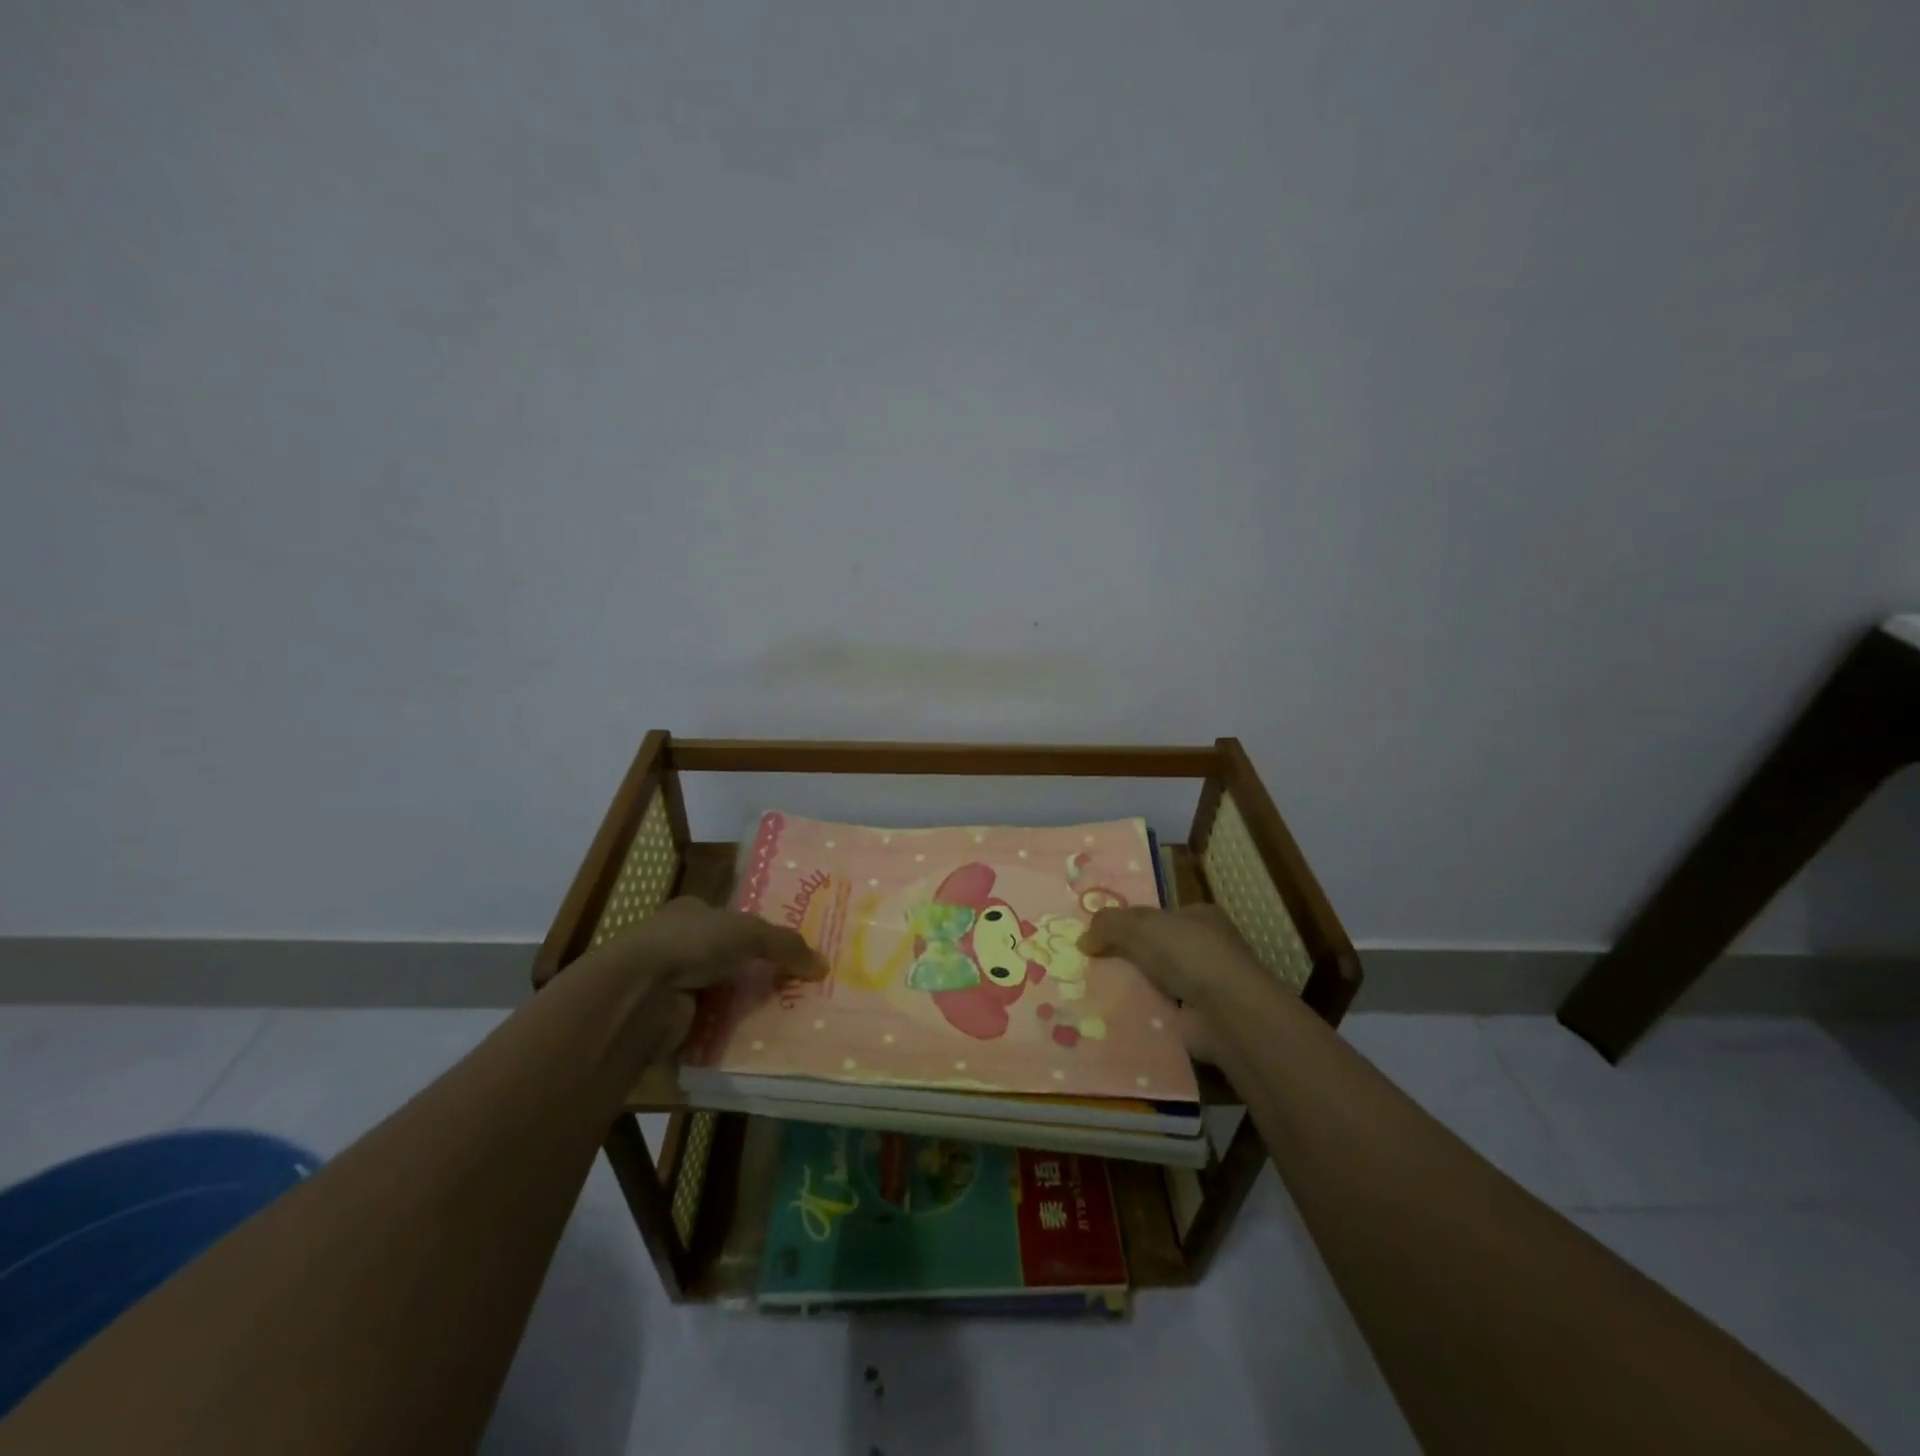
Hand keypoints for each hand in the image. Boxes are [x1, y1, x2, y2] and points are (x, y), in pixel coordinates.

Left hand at [576, 897, 827, 1061]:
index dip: (758, 933)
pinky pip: (710, 1026)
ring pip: (719, 994)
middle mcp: (678, 945)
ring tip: (787, 1016)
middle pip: (728, 959)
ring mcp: (670, 985)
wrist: (639, 993)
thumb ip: (787, 946)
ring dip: (744, 1005)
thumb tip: (823, 965)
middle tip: (795, 987)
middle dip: (756, 972)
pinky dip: (729, 1032)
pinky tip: (758, 1039)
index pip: (730, 920)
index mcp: (691, 913)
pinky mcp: (669, 1022)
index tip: (788, 951)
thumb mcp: (750, 933)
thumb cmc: (693, 943)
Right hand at [1077, 905, 1271, 1060]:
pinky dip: (1141, 1015)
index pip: (1161, 916)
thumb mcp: (1141, 925)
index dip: (1132, 922)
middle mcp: (1207, 949)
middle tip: (1091, 964)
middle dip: (1129, 957)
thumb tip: (1083, 940)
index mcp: (1201, 917)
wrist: (1226, 1013)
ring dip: (1133, 987)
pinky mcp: (1199, 1020)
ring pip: (1157, 982)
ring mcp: (1206, 986)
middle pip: (1157, 949)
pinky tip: (1114, 1017)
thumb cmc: (1189, 954)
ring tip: (1093, 991)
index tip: (1102, 935)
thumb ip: (1108, 924)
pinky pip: (1159, 1012)